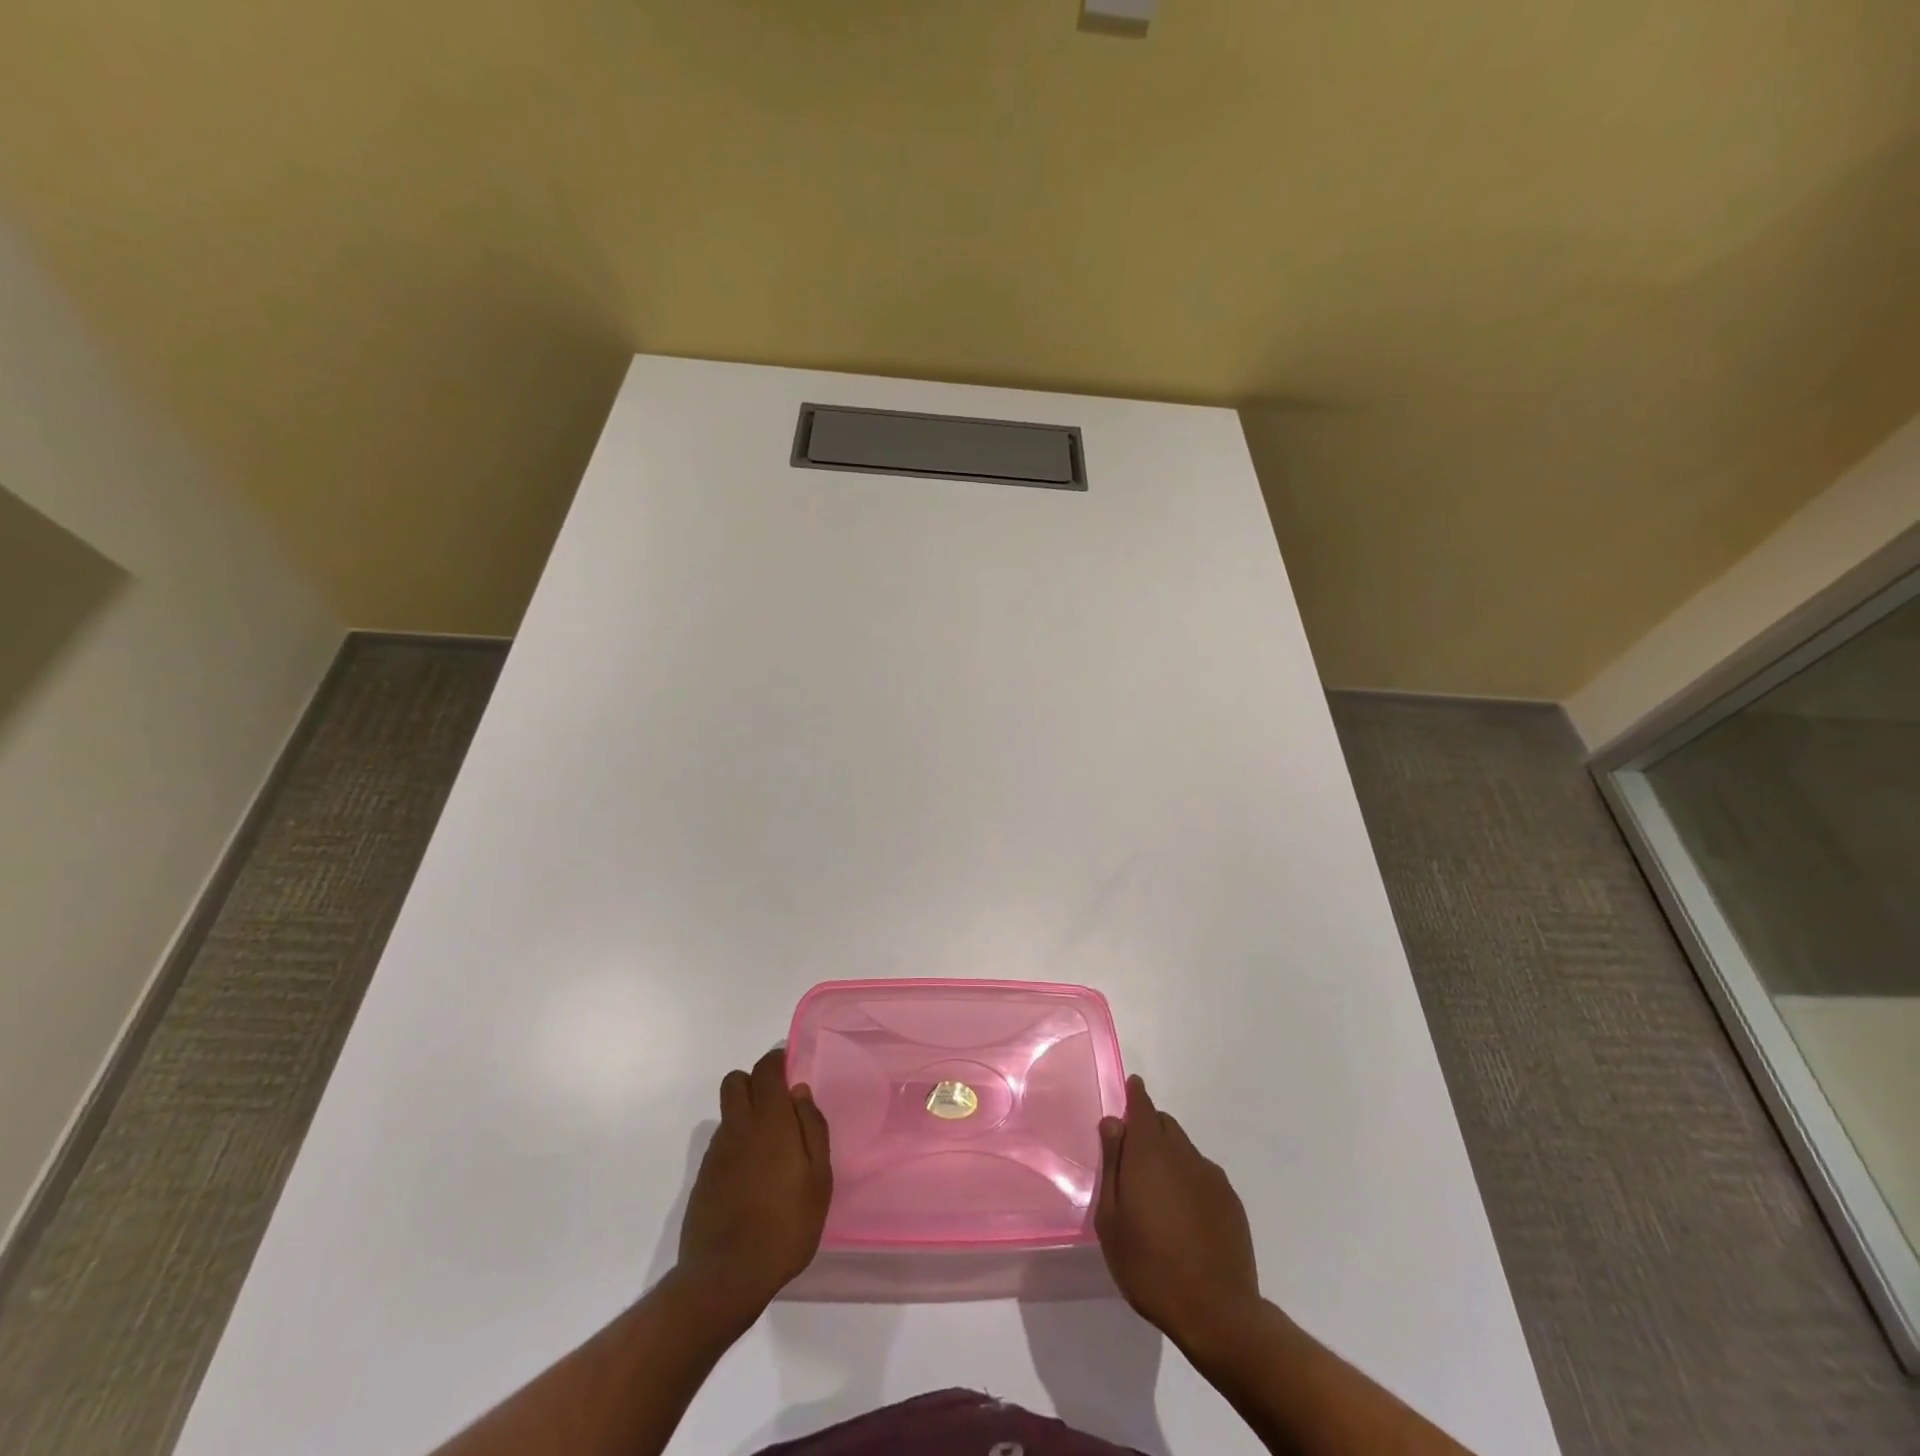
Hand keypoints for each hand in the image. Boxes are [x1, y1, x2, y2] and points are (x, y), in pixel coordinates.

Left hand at [674, 1048, 831, 1326]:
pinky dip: (736, 1145)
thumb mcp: (818, 1179)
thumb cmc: (785, 1226)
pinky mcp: (703, 1179)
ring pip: (728, 1113)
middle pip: (736, 1081)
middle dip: (755, 1081)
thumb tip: (799, 1093)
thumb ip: (812, 1129)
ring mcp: (716, 1153)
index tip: (790, 1068)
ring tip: (770, 1149)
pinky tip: (752, 1178)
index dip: (777, 1061)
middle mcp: (738, 1128)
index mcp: (770, 1121)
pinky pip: (721, 1144)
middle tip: (778, 1105)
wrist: (726, 1277)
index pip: (766, 1070)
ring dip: (746, 1115)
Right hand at [1095, 1074, 1260, 1351]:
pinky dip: (1189, 1181)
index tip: (1130, 1087)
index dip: (1135, 1094)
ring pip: (1184, 1150)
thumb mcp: (1111, 1218)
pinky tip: (1184, 1216)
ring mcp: (1212, 1177)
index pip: (1142, 1105)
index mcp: (1150, 1152)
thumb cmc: (1149, 1265)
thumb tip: (1113, 1123)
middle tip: (1132, 1160)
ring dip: (1169, 1157)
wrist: (1217, 1313)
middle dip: (1148, 1129)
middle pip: (1164, 1124)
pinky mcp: (1231, 1202)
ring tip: (1157, 1195)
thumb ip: (1112, 1164)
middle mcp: (1184, 1154)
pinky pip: (1203, 1175)